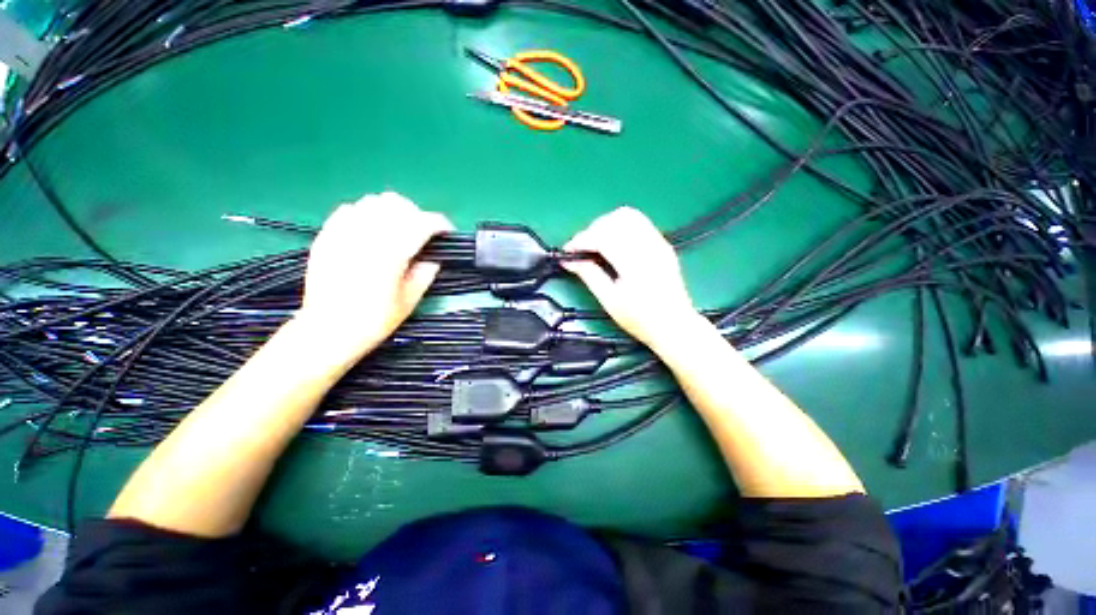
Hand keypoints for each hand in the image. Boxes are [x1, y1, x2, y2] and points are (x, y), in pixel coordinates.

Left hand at [297, 192, 452, 360]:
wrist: (328, 330)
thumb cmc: (374, 320)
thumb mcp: (410, 300)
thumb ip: (425, 273)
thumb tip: (433, 257)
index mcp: (392, 254)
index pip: (421, 223)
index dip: (439, 223)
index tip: (446, 232)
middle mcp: (367, 236)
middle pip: (397, 204)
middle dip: (416, 214)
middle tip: (421, 233)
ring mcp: (343, 232)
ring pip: (373, 201)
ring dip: (392, 211)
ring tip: (396, 230)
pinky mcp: (326, 235)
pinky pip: (349, 209)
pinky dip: (365, 214)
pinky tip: (369, 231)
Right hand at [562, 207, 699, 350]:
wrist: (675, 326)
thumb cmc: (641, 319)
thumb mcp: (610, 301)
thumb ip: (589, 276)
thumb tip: (570, 261)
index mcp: (635, 264)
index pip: (603, 237)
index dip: (581, 240)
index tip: (568, 250)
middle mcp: (649, 247)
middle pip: (615, 220)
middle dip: (592, 230)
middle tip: (582, 248)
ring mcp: (659, 243)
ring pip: (629, 215)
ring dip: (607, 224)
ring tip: (596, 243)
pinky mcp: (663, 244)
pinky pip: (639, 222)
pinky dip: (621, 226)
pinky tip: (614, 243)